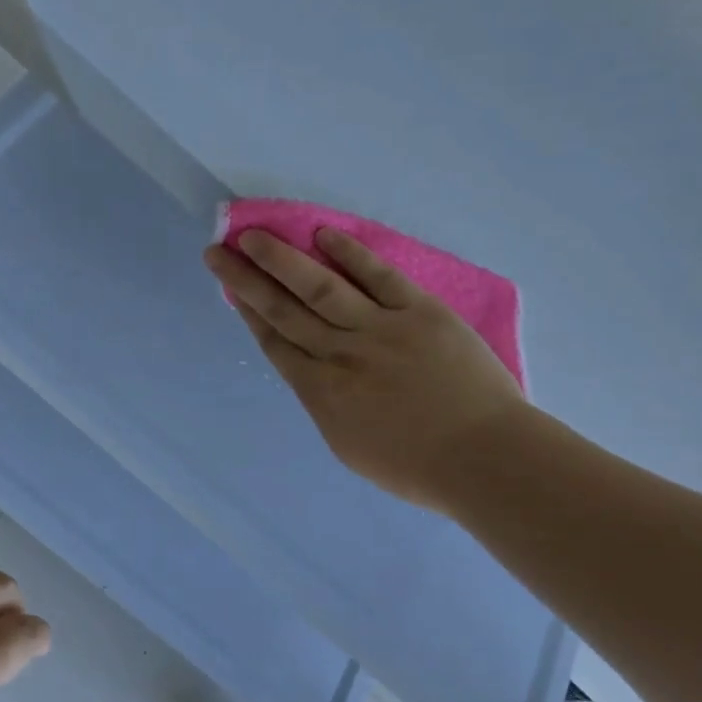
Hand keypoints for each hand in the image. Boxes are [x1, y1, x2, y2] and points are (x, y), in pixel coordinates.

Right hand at [205, 227, 530, 514]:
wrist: (484, 459)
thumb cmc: (415, 467)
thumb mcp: (348, 446)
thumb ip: (325, 404)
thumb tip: (315, 373)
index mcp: (320, 391)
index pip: (274, 341)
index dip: (247, 311)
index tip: (228, 287)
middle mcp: (339, 353)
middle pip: (283, 310)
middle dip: (246, 279)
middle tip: (218, 251)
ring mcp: (380, 329)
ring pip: (320, 287)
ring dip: (282, 259)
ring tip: (253, 235)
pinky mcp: (421, 312)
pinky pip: (379, 277)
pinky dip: (351, 254)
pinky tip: (323, 234)